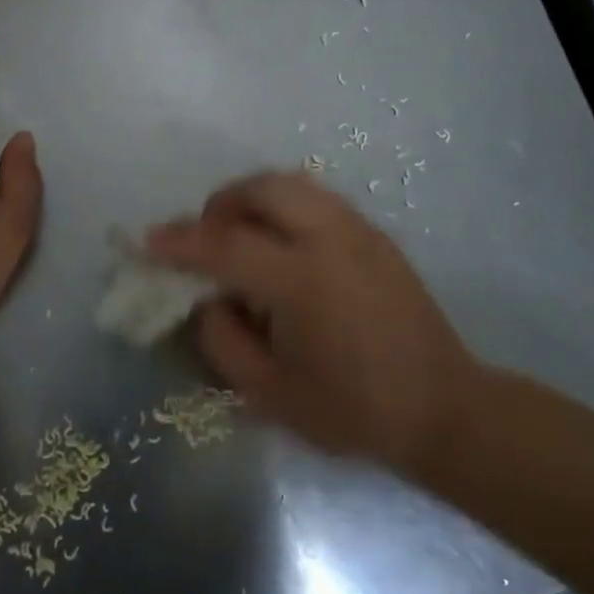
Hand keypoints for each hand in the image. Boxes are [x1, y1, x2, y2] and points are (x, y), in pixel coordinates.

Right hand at [148, 171, 473, 473]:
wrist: (444, 408)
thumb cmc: (355, 411)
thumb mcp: (271, 395)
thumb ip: (223, 342)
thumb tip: (206, 299)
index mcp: (303, 282)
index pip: (226, 245)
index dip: (180, 241)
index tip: (149, 242)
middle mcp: (331, 240)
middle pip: (263, 188)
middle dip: (221, 203)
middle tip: (204, 236)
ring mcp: (359, 230)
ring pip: (293, 183)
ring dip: (253, 198)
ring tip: (239, 235)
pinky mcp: (375, 234)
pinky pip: (317, 198)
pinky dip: (284, 205)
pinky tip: (281, 244)